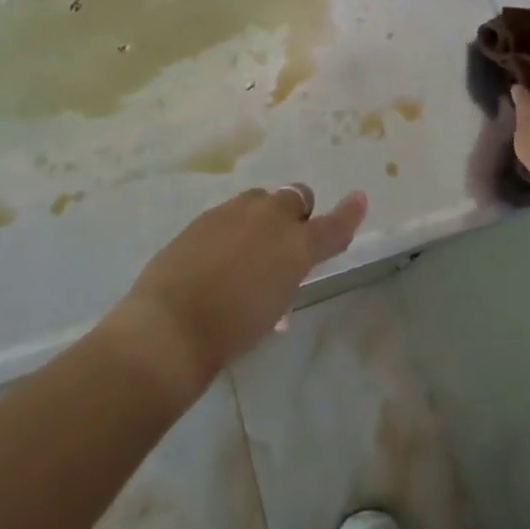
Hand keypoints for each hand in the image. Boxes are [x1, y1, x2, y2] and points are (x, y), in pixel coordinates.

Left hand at [102, 187, 367, 400]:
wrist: (170, 325)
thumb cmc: (230, 331)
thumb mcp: (270, 308)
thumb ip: (282, 279)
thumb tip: (277, 274)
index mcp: (295, 246)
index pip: (331, 226)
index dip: (348, 214)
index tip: (359, 198)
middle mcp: (270, 218)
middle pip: (296, 197)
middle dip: (297, 213)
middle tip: (284, 244)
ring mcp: (235, 211)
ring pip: (261, 200)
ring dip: (264, 217)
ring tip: (248, 251)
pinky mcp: (205, 216)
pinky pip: (232, 213)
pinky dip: (235, 227)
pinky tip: (218, 256)